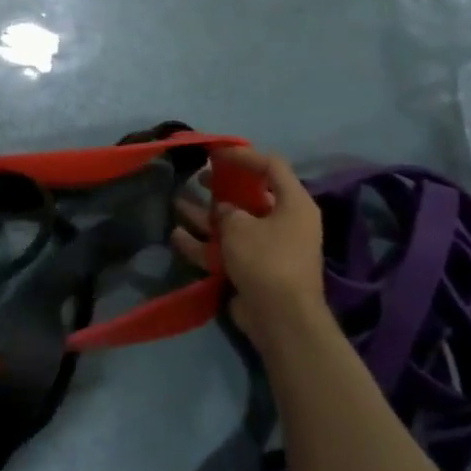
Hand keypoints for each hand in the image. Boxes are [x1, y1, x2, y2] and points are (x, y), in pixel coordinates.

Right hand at [173, 146, 326, 345]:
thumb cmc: (266, 260)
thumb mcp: (240, 226)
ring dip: (206, 214)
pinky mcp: (255, 268)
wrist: (281, 317)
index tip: (215, 153)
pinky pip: (227, 249)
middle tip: (199, 178)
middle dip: (222, 186)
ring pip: (234, 223)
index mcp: (293, 204)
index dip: (244, 155)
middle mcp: (285, 222)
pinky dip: (204, 243)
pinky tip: (177, 236)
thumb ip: (227, 210)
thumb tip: (224, 211)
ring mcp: (269, 247)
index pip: (272, 166)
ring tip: (177, 203)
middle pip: (251, 195)